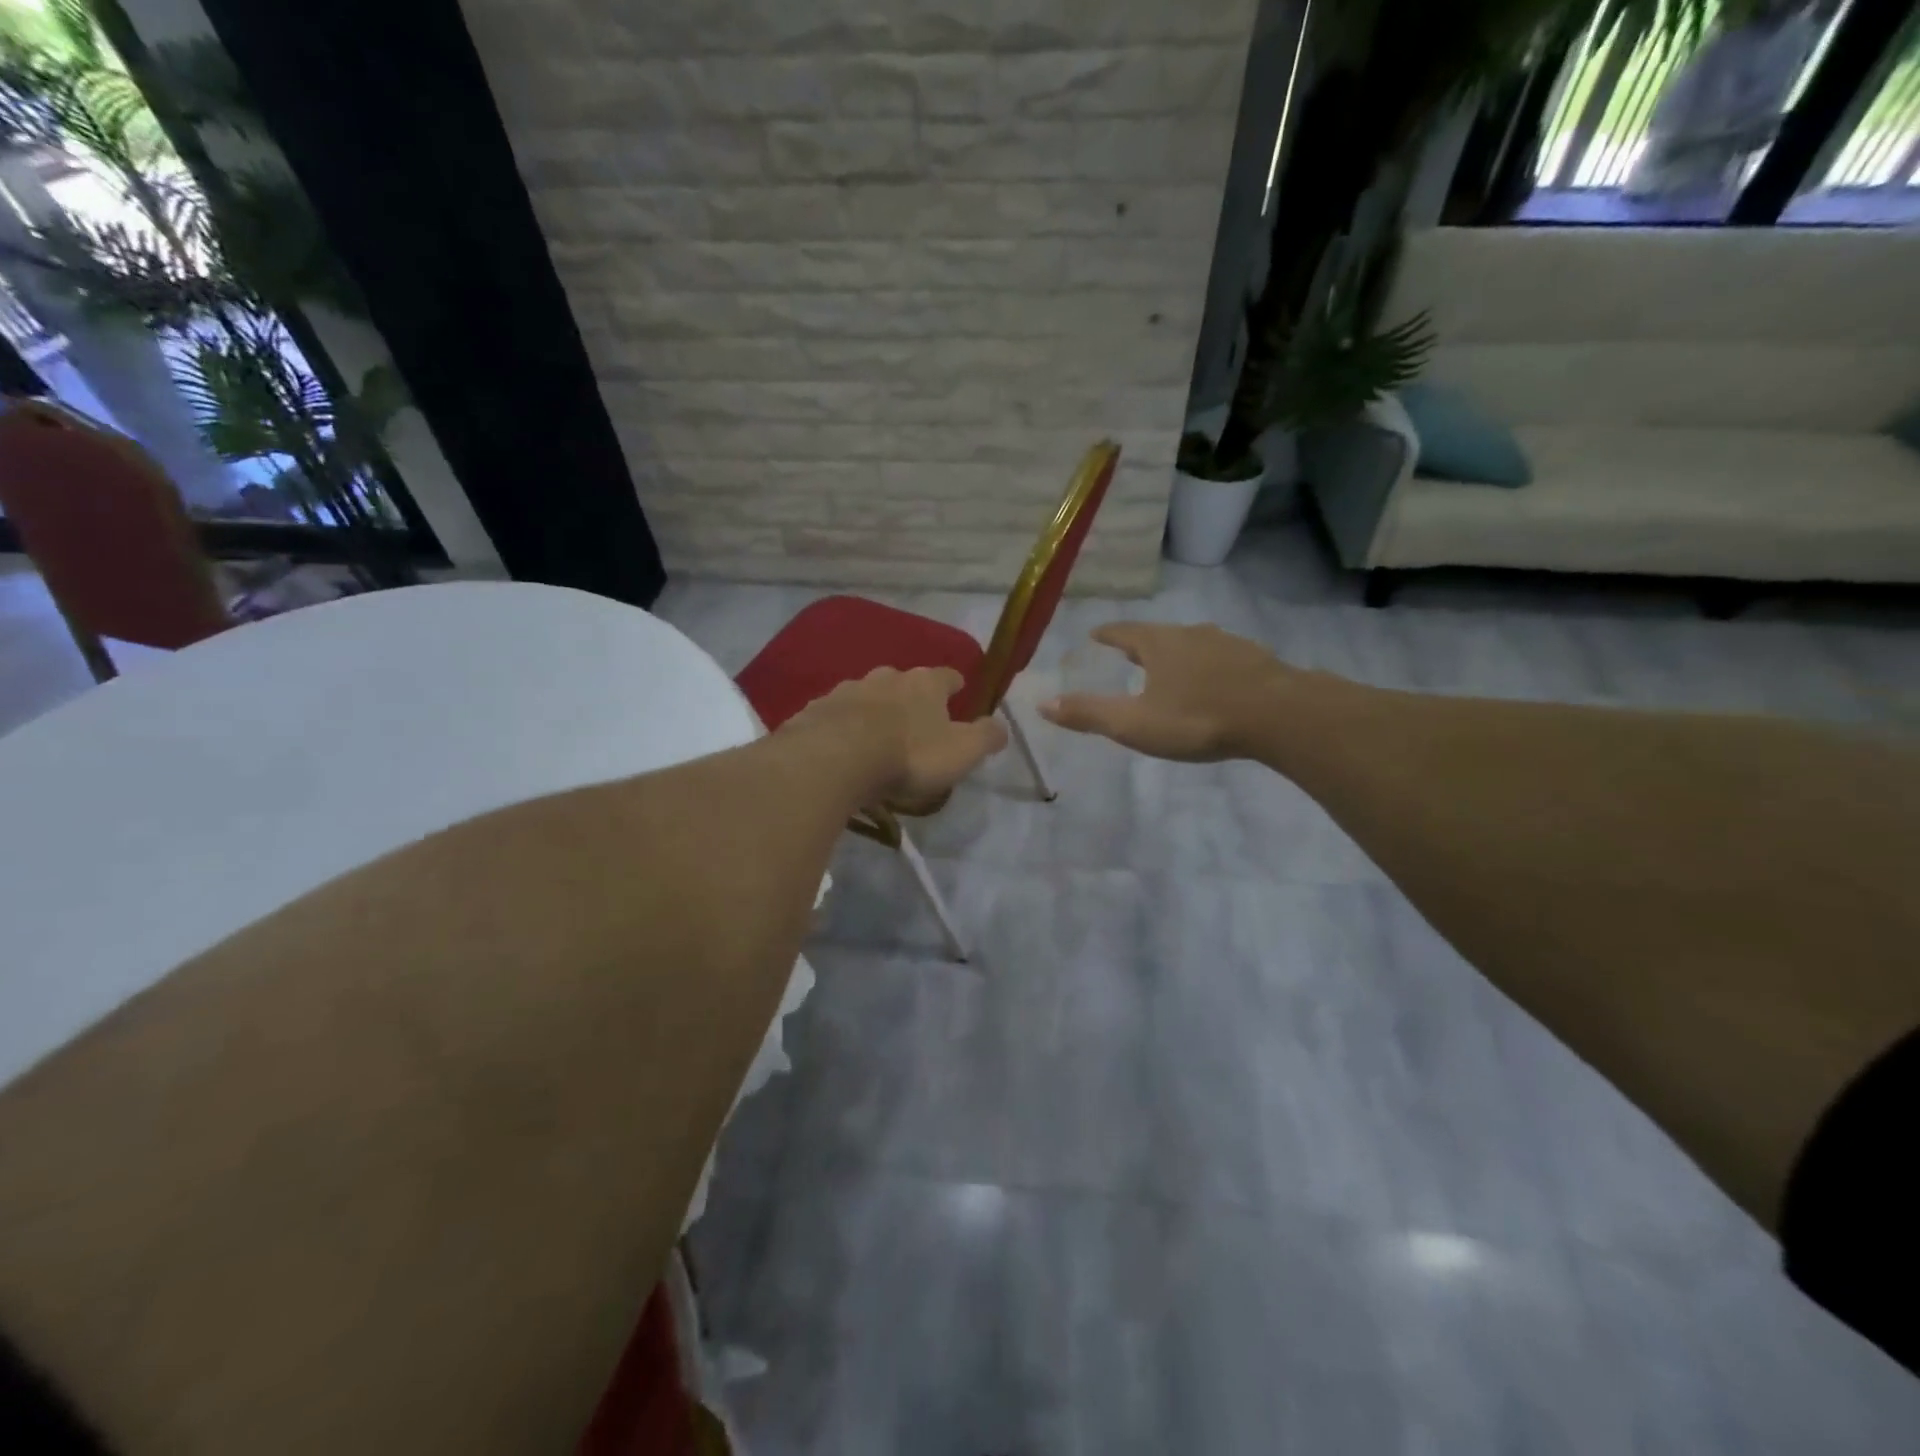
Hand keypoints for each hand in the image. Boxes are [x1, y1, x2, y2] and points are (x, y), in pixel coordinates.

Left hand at [779, 666, 1007, 806]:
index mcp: (925, 684)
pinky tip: (841, 746)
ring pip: (867, 695)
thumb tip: (1002, 726)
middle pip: (904, 682)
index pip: (947, 676)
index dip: (955, 686)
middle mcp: (886, 677)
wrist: (835, 758)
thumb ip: (986, 737)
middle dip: (910, 697)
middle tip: (915, 722)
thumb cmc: (909, 754)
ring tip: (875, 736)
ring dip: (874, 710)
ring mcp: (847, 690)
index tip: (959, 694)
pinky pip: (835, 715)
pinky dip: (842, 725)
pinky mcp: (816, 710)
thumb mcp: (961, 751)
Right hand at [1039, 622, 1305, 761]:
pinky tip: (1215, 683)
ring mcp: (1228, 644)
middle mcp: (1191, 634)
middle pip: (1159, 634)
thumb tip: (1042, 703)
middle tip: (1130, 654)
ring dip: (1178, 654)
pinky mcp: (1257, 661)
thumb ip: (1089, 714)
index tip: (1096, 635)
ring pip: (1194, 644)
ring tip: (1171, 668)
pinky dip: (1210, 667)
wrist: (1278, 716)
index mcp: (1158, 644)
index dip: (1108, 634)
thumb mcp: (1134, 723)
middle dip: (1142, 644)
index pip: (1124, 631)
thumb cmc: (1197, 718)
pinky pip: (1223, 659)